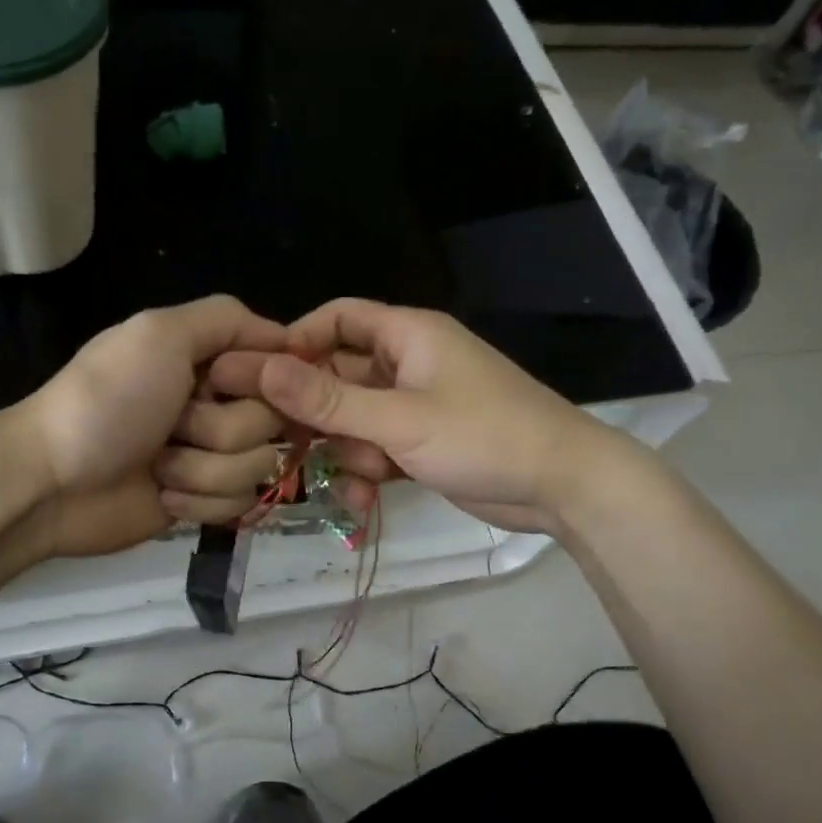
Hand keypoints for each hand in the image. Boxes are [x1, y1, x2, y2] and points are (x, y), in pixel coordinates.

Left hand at [11, 296, 289, 556]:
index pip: (278, 364)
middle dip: (219, 429)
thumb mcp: (159, 334)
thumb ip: (226, 319)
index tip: (217, 385)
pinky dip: (199, 500)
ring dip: (204, 469)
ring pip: (258, 466)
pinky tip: (162, 494)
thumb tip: (289, 338)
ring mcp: (212, 455)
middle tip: (173, 427)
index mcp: (208, 359)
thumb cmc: (106, 401)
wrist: (53, 482)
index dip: (262, 379)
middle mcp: (217, 403)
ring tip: (158, 466)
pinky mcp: (205, 500)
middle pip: (272, 421)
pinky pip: (240, 503)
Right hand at [211, 299, 617, 534]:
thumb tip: (259, 369)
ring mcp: (415, 406)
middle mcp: (407, 364)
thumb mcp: (399, 419)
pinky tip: (367, 503)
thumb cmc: (484, 435)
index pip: (336, 319)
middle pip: (337, 376)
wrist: (563, 486)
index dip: (295, 343)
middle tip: (283, 444)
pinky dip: (368, 473)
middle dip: (317, 414)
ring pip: (352, 421)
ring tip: (362, 479)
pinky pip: (375, 450)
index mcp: (407, 335)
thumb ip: (328, 399)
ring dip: (347, 453)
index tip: (258, 379)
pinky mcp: (421, 443)